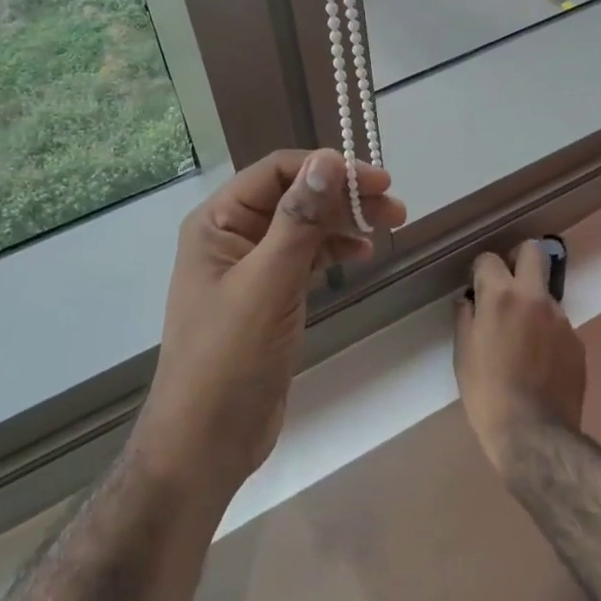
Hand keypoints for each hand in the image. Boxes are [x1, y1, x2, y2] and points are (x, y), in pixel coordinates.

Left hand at [135, 150, 405, 494]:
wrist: (206, 441)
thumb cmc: (229, 357)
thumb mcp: (267, 282)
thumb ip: (298, 220)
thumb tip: (328, 160)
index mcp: (217, 222)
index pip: (276, 171)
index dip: (327, 169)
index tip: (377, 181)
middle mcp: (232, 236)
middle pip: (294, 197)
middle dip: (343, 196)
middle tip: (394, 206)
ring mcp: (250, 268)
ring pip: (304, 227)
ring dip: (345, 221)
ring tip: (392, 224)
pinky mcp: (269, 297)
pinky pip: (305, 258)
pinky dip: (334, 250)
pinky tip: (361, 253)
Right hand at [453, 241, 586, 474]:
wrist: (533, 434)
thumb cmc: (487, 393)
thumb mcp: (463, 354)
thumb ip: (466, 318)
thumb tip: (469, 302)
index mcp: (501, 296)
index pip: (490, 258)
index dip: (480, 271)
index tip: (476, 287)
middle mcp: (535, 298)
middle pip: (533, 251)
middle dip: (518, 259)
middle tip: (506, 284)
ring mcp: (561, 318)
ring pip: (546, 292)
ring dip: (532, 303)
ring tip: (520, 338)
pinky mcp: (577, 341)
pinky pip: (558, 324)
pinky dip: (546, 332)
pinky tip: (538, 360)